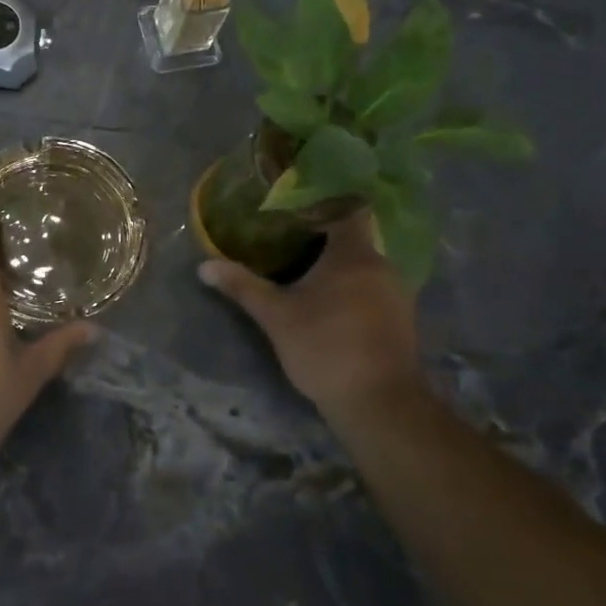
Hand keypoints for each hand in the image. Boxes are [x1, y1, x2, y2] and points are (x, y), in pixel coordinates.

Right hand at [199, 213, 421, 417]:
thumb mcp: (275, 316)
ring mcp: (397, 293)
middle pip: (354, 238)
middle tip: (290, 239)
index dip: (323, 203)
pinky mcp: (401, 319)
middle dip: (324, 238)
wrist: (378, 402)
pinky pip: (374, 288)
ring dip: (339, 267)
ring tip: (306, 270)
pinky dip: (353, 288)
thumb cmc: (324, 347)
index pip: (348, 209)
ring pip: (364, 266)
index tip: (296, 206)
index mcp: (354, 255)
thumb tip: (204, 266)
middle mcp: (382, 266)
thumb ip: (242, 286)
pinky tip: (330, 303)